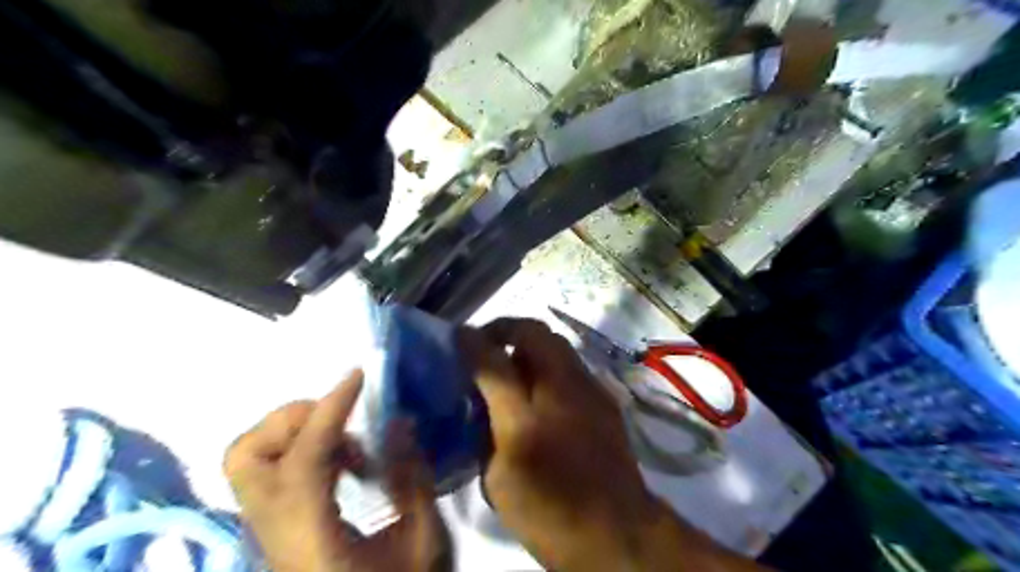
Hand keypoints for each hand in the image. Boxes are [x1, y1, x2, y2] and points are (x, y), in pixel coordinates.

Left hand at [223, 371, 452, 571]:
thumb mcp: (423, 543)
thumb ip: (412, 480)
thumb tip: (400, 422)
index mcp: (311, 541)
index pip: (301, 462)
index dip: (328, 413)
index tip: (358, 377)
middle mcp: (273, 534)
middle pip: (245, 456)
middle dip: (295, 418)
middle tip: (344, 417)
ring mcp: (266, 531)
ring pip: (247, 460)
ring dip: (295, 432)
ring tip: (345, 441)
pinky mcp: (274, 527)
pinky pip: (270, 470)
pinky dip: (301, 448)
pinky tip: (343, 462)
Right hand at [463, 318, 764, 571]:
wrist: (617, 532)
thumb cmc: (549, 511)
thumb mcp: (498, 478)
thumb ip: (482, 430)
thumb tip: (477, 394)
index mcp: (526, 418)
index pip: (493, 360)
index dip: (472, 341)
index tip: (459, 336)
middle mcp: (562, 391)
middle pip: (535, 333)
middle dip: (506, 330)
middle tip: (488, 347)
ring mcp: (591, 389)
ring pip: (557, 344)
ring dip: (530, 345)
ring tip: (513, 367)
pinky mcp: (605, 398)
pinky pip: (572, 364)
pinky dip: (550, 364)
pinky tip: (543, 391)